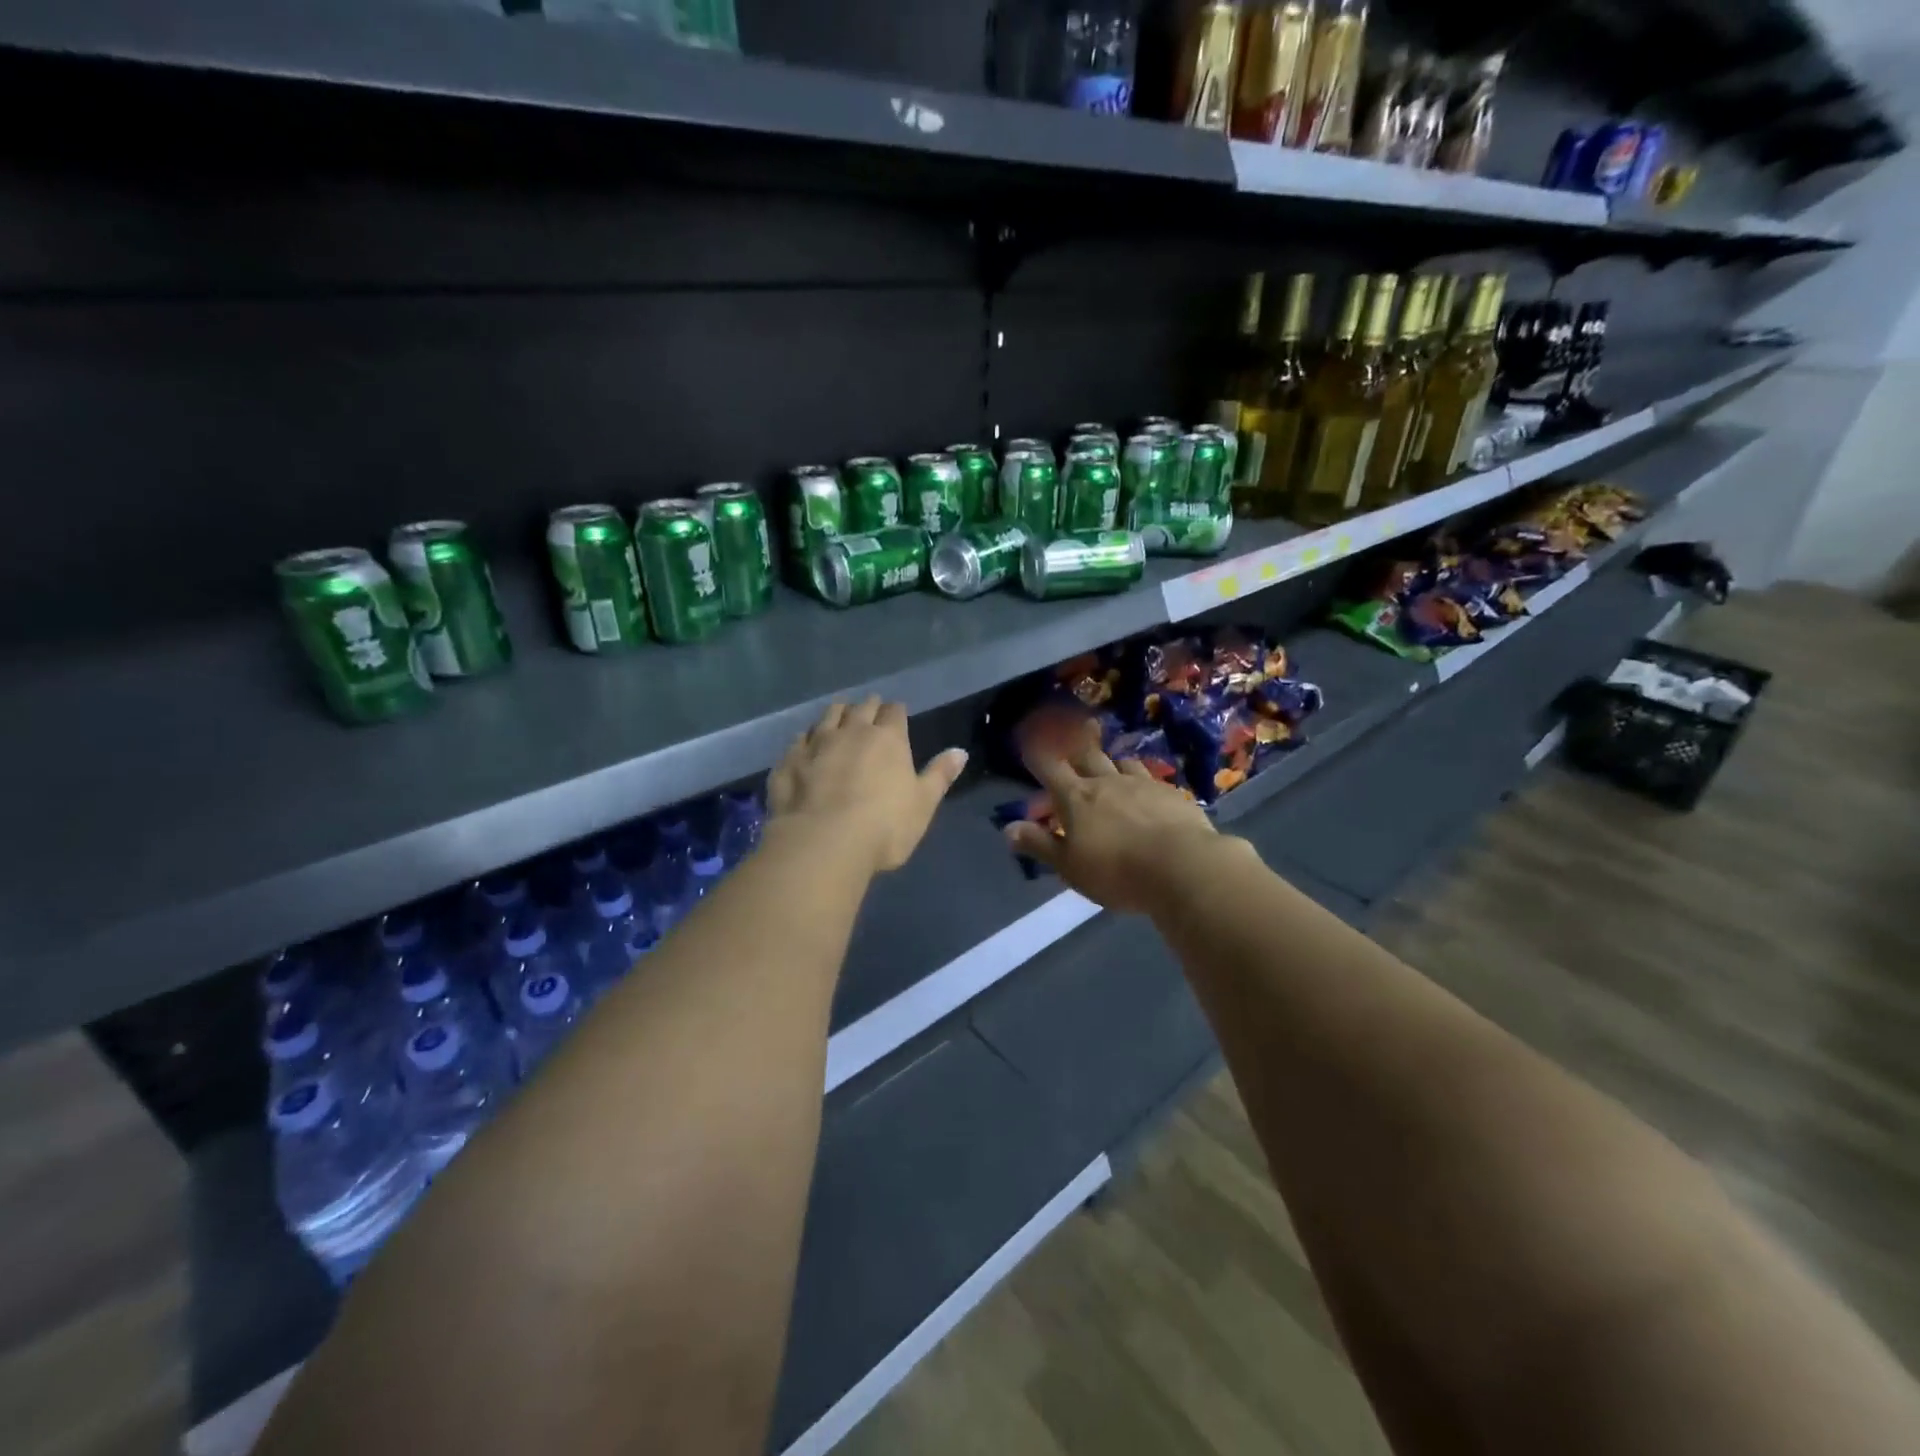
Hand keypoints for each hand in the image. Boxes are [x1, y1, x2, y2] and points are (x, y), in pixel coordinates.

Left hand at [768, 697, 967, 874]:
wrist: (823, 843)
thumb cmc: (884, 826)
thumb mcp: (923, 804)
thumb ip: (939, 775)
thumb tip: (960, 751)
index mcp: (887, 739)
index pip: (894, 712)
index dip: (896, 712)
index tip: (897, 714)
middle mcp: (851, 732)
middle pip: (860, 708)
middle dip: (867, 707)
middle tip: (869, 711)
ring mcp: (816, 744)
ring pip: (826, 717)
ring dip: (835, 714)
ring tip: (838, 716)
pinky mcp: (788, 762)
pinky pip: (797, 741)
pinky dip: (805, 740)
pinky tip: (804, 745)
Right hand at [1003, 741, 1220, 914]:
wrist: (1183, 866)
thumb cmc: (1116, 871)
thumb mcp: (1069, 866)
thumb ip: (1040, 844)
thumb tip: (1009, 828)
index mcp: (1076, 797)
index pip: (1049, 767)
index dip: (1037, 751)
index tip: (1029, 734)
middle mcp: (1107, 782)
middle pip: (1087, 754)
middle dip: (1078, 740)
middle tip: (1078, 725)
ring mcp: (1143, 784)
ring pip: (1123, 763)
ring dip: (1114, 762)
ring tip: (1114, 764)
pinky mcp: (1173, 795)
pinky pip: (1153, 780)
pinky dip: (1145, 782)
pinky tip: (1151, 792)